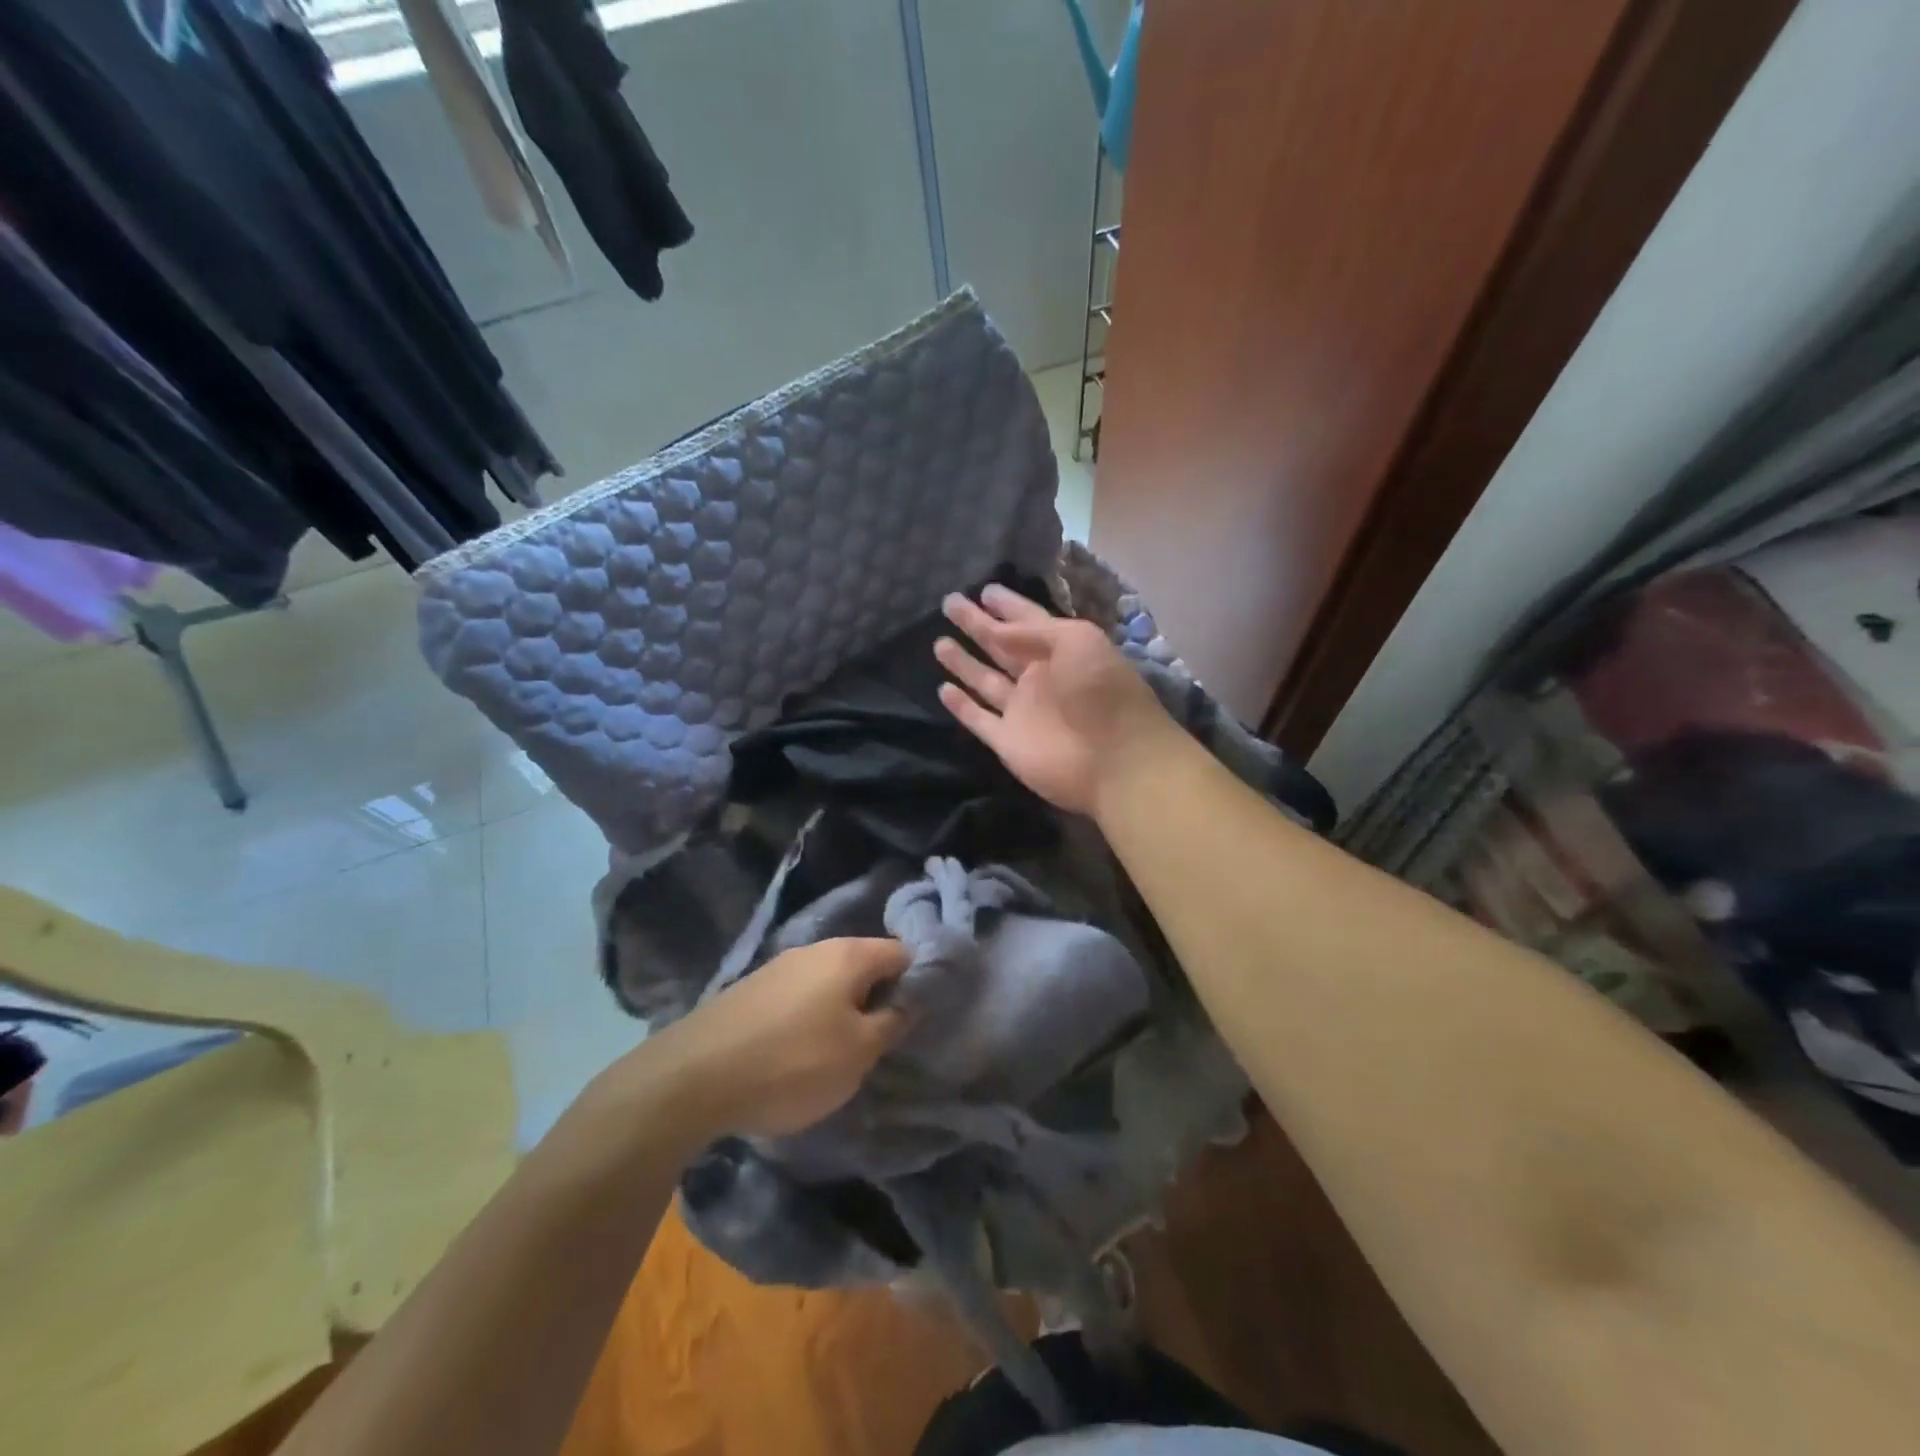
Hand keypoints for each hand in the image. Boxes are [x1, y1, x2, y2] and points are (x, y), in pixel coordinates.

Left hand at [648, 938, 909, 1138]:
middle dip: (879, 997)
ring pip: (829, 982)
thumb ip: (892, 1021)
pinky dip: (810, 1017)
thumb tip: (911, 999)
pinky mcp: (751, 990)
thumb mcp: (858, 1052)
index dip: (919, 980)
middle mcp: (815, 949)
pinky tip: (799, 1051)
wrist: (693, 1077)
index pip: (902, 952)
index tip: (921, 1016)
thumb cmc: (792, 1062)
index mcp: (848, 954)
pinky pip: (798, 997)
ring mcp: (778, 966)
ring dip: (843, 1009)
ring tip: (842, 1051)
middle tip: (883, 1040)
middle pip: (864, 965)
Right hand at [934, 584, 1176, 814]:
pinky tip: (943, 689)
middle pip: (1001, 646)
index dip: (1007, 605)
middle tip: (949, 603)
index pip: (1028, 621)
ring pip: (985, 681)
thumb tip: (994, 630)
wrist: (1115, 760)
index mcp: (1062, 651)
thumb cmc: (1101, 691)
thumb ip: (1032, 631)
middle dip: (977, 625)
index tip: (984, 589)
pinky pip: (978, 719)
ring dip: (963, 663)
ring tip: (939, 642)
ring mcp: (1022, 711)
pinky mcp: (1007, 741)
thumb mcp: (1076, 641)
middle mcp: (1040, 677)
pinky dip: (962, 706)